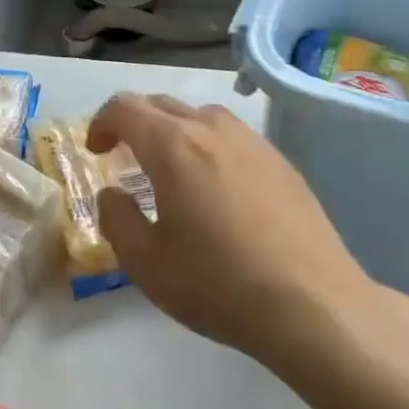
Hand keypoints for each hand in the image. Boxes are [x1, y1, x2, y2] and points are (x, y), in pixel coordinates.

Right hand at [87, 94, 408, 369]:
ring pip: (201, 116)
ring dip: (175, 131)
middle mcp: (212, 129)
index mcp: (172, 146)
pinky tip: (218, 189)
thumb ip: (117, 219)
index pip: (124, 108)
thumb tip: (113, 193)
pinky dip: (210, 147)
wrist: (313, 304)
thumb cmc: (218, 283)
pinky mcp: (281, 162)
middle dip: (135, 123)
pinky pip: (233, 137)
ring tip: (172, 170)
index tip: (96, 152)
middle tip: (125, 157)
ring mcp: (252, 142)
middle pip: (162, 105)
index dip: (101, 123)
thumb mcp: (146, 263)